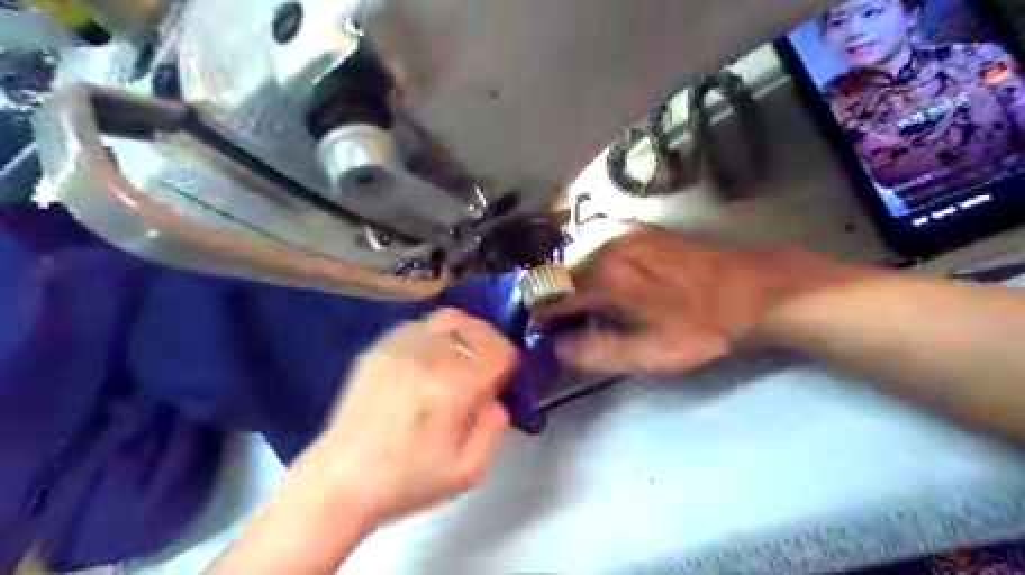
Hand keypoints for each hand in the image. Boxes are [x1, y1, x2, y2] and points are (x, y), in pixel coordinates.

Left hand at [282, 310, 515, 529]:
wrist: (341, 480)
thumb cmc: (407, 480)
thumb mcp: (467, 472)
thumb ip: (493, 429)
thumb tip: (494, 398)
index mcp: (451, 388)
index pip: (497, 349)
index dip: (507, 361)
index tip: (501, 378)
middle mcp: (426, 358)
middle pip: (474, 326)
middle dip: (488, 345)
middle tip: (483, 369)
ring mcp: (398, 349)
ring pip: (447, 321)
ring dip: (461, 338)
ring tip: (454, 364)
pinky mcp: (378, 349)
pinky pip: (419, 327)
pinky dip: (433, 338)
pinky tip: (426, 363)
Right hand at [540, 225, 876, 377]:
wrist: (746, 291)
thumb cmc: (697, 328)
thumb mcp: (648, 354)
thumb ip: (596, 352)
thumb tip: (557, 346)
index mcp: (604, 279)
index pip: (551, 297)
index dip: (541, 316)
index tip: (539, 332)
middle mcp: (604, 246)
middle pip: (559, 273)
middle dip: (554, 298)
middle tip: (564, 322)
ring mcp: (620, 232)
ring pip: (575, 256)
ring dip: (570, 280)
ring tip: (584, 304)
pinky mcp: (635, 228)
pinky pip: (595, 243)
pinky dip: (587, 262)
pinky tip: (603, 279)